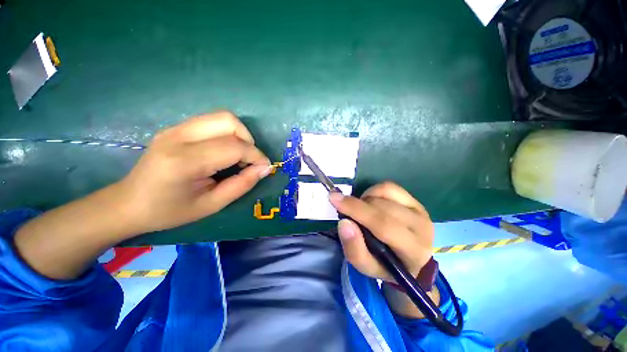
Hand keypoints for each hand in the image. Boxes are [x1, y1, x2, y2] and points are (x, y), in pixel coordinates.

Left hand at [116, 111, 270, 234]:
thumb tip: (264, 168)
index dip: (256, 156)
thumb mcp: (212, 205)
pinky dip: (227, 134)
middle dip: (248, 140)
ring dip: (239, 135)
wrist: (129, 203)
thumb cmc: (170, 211)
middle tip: (249, 160)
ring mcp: (175, 129)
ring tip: (239, 156)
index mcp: (185, 161)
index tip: (265, 168)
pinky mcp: (176, 128)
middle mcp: (179, 137)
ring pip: (222, 117)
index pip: (234, 147)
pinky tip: (224, 152)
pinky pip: (212, 122)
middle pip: (229, 121)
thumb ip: (242, 184)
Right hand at [329, 182, 433, 282]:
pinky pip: (389, 187)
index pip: (384, 225)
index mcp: (413, 251)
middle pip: (383, 207)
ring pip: (385, 193)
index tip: (334, 198)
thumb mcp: (366, 267)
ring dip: (365, 200)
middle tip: (346, 211)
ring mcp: (420, 211)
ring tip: (362, 212)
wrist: (410, 261)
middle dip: (357, 206)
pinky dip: (373, 191)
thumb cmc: (385, 265)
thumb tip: (344, 222)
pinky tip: (371, 203)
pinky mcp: (415, 201)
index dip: (356, 210)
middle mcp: (422, 227)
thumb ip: (354, 248)